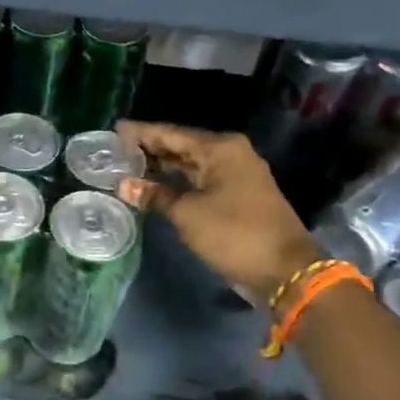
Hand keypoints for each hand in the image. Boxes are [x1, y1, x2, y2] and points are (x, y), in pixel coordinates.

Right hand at [115, 122, 321, 303]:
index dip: (141, 132)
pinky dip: (177, 181)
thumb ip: (155, 196)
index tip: (114, 129)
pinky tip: (153, 185)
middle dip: (150, 148)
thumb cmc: (234, 234)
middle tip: (115, 149)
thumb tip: (124, 185)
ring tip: (128, 165)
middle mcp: (230, 154)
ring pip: (190, 163)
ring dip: (162, 166)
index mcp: (220, 148)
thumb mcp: (187, 214)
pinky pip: (199, 179)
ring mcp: (235, 174)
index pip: (171, 134)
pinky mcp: (236, 195)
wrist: (284, 270)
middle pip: (181, 145)